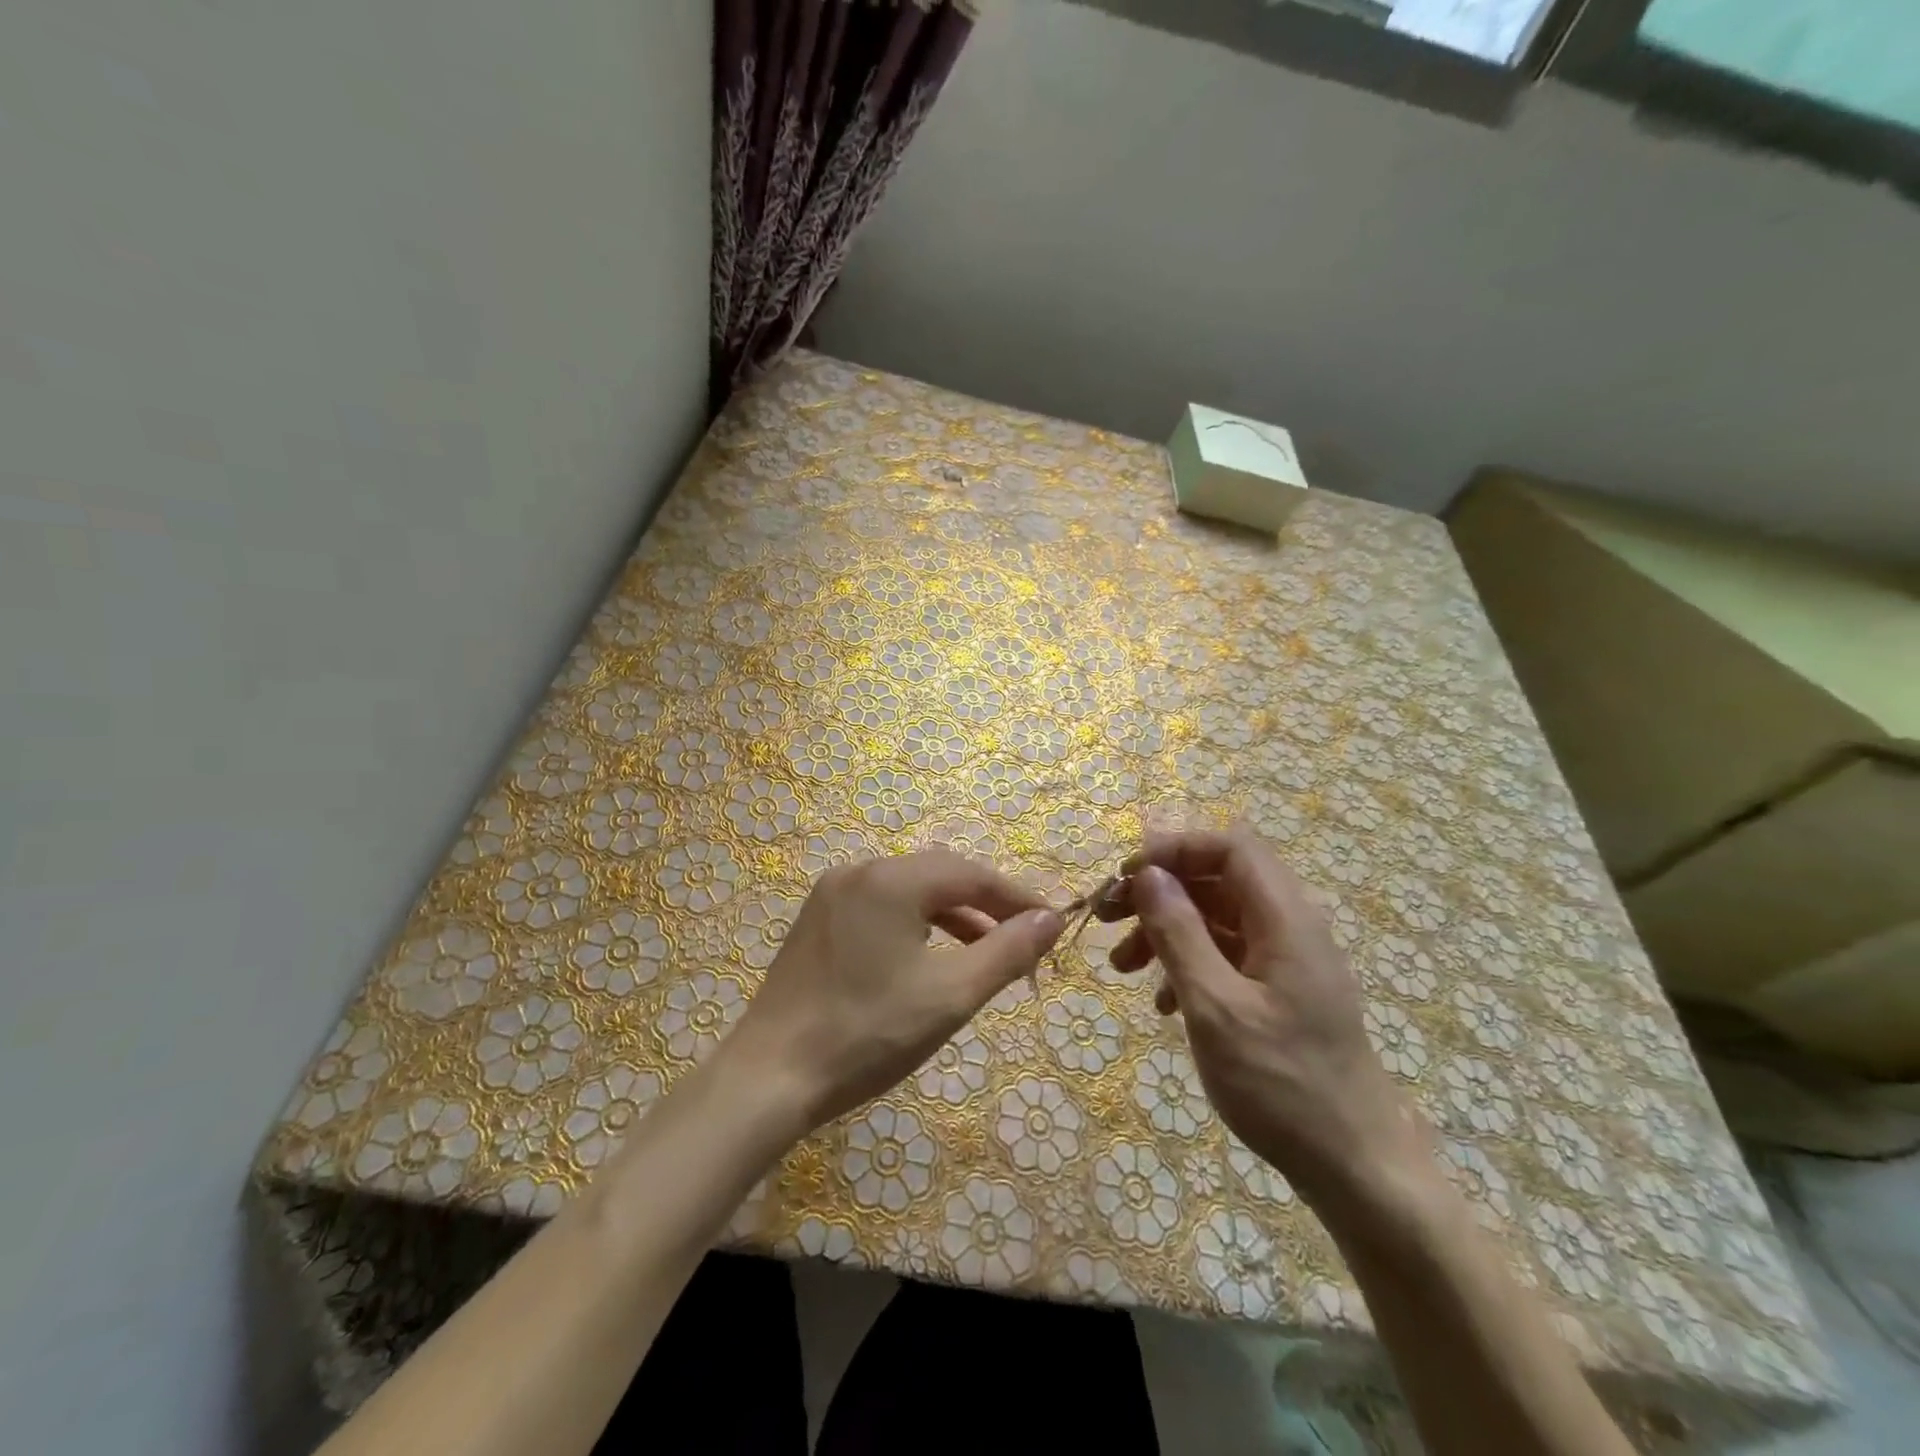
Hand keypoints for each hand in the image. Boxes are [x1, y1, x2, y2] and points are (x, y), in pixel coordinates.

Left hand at [726, 850, 1064, 1134]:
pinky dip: (916, 924)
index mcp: (891, 879)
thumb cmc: (868, 1033)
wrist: (770, 1077)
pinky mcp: (817, 920)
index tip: (1051, 925)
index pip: (972, 874)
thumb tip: (1051, 920)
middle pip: (940, 875)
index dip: (1017, 899)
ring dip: (953, 915)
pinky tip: (930, 956)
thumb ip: (1007, 951)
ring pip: (910, 891)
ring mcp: (832, 893)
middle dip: (986, 904)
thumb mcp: (950, 994)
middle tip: (1023, 939)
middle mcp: (860, 871)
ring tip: (986, 950)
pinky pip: (881, 907)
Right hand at [1098, 825, 1425, 1205]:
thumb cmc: (1282, 1084)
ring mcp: (1286, 959)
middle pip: (1216, 878)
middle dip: (1158, 891)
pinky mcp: (1279, 990)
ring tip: (1120, 965)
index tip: (1124, 877)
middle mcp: (1290, 925)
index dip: (1173, 849)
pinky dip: (1187, 964)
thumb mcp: (1215, 1007)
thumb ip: (1179, 933)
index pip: (1228, 846)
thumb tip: (1149, 874)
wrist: (1354, 1167)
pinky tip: (1162, 1003)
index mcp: (1285, 917)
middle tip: (1106, 916)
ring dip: (1165, 930)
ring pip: (1215, 917)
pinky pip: (1226, 955)